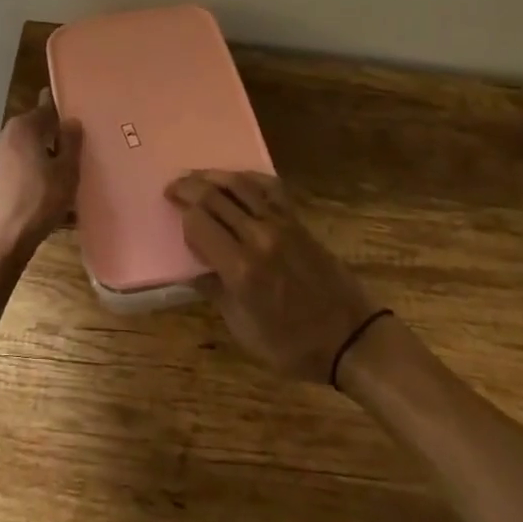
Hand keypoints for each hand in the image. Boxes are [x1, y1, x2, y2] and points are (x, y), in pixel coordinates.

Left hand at [0, 89, 82, 264]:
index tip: (69, 124)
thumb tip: (71, 121)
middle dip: (43, 141)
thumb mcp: (67, 173)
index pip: (45, 111)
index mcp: (21, 129)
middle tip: (62, 159)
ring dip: (26, 161)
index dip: (59, 117)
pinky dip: (12, 179)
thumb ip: (71, 142)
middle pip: (27, 132)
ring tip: (44, 183)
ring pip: (12, 153)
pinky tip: (24, 198)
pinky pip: (1, 174)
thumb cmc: (38, 203)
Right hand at [166, 171, 377, 381]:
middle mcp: (258, 237)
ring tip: (195, 177)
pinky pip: (268, 188)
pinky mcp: (297, 221)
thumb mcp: (243, 330)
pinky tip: (236, 179)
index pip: (199, 223)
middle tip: (172, 187)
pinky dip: (248, 178)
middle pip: (214, 197)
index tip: (173, 214)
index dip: (182, 215)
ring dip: (212, 176)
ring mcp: (280, 224)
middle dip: (189, 188)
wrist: (350, 337)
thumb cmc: (292, 345)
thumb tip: (194, 268)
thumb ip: (216, 292)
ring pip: (239, 185)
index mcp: (241, 268)